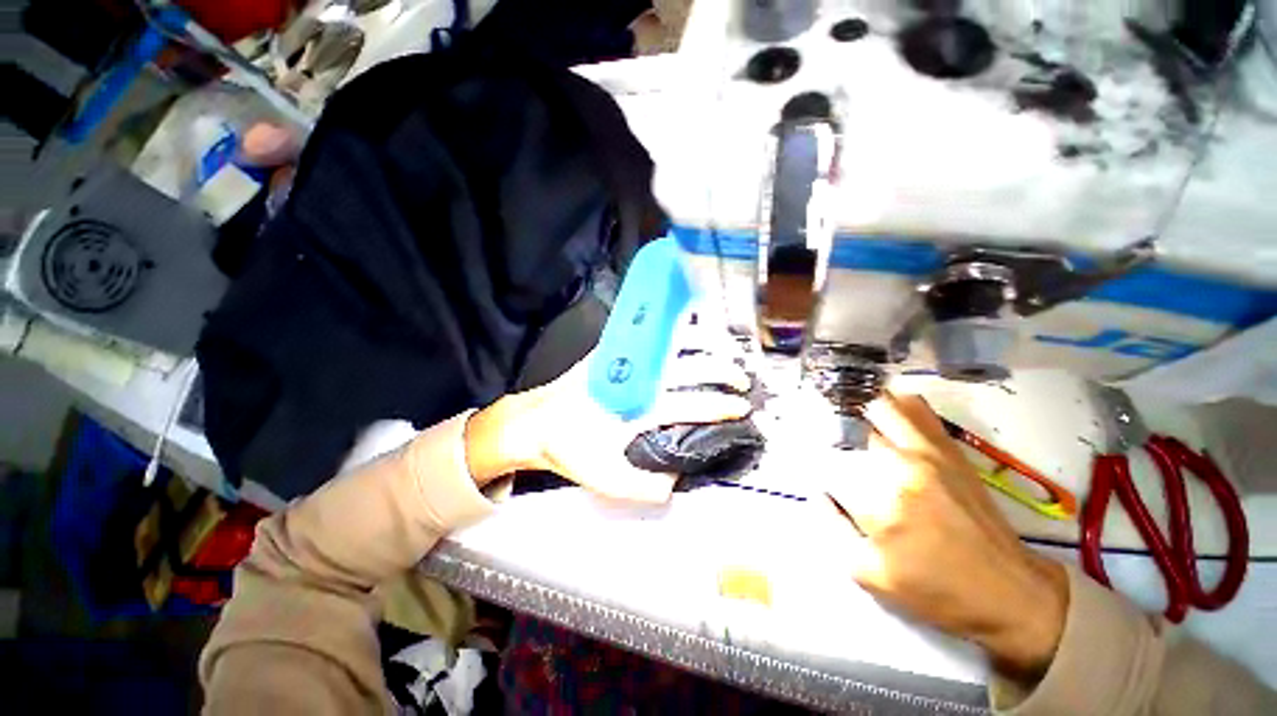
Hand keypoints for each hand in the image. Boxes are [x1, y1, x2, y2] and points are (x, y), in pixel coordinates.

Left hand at [464, 347, 751, 502]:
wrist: (535, 422)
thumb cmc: (570, 449)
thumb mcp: (607, 480)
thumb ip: (647, 485)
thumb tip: (680, 478)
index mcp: (637, 407)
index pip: (689, 403)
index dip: (720, 406)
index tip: (741, 408)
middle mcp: (635, 377)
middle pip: (688, 367)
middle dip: (721, 371)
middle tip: (741, 379)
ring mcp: (624, 358)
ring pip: (673, 342)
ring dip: (705, 343)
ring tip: (726, 349)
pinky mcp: (612, 350)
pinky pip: (651, 335)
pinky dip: (676, 329)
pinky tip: (689, 330)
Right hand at [822, 392, 1068, 681]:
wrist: (1012, 592)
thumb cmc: (938, 591)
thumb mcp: (871, 575)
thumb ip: (833, 528)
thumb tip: (817, 492)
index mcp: (880, 500)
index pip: (824, 460)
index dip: (802, 449)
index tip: (789, 443)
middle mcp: (901, 465)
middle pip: (848, 422)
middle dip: (824, 417)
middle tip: (808, 415)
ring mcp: (929, 452)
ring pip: (881, 406)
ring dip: (854, 401)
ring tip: (836, 401)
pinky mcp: (950, 450)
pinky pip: (917, 410)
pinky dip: (893, 400)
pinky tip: (879, 403)